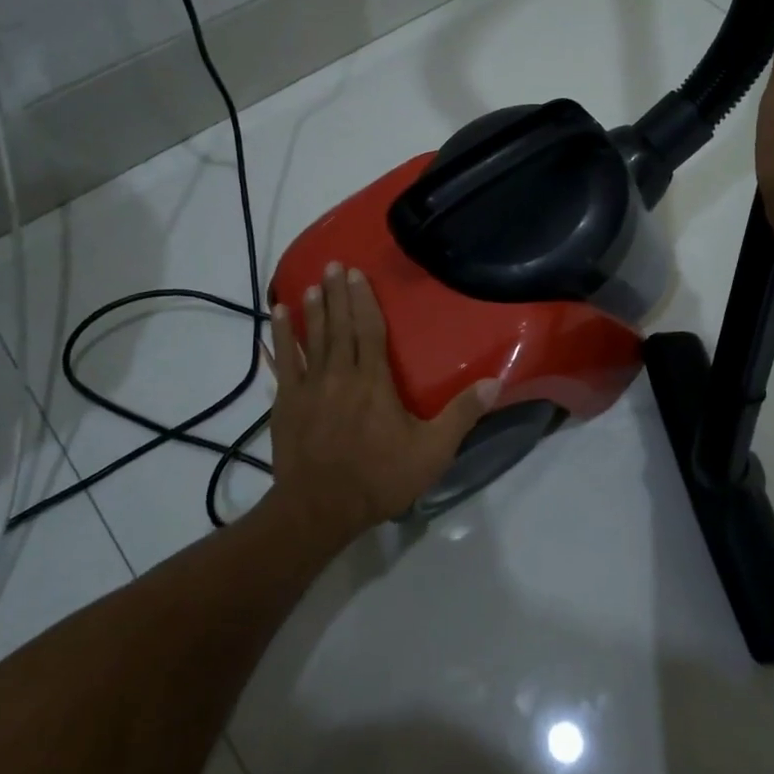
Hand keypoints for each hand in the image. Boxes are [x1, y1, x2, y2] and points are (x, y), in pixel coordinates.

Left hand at [267, 263, 494, 534]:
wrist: (320, 509)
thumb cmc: (379, 478)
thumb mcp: (431, 451)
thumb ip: (461, 415)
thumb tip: (495, 383)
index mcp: (374, 381)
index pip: (369, 330)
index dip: (364, 301)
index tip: (357, 275)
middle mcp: (340, 374)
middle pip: (340, 326)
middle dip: (337, 294)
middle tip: (334, 264)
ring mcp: (309, 387)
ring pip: (312, 338)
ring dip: (313, 309)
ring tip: (312, 283)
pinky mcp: (286, 403)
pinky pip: (284, 362)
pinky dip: (281, 337)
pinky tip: (277, 317)